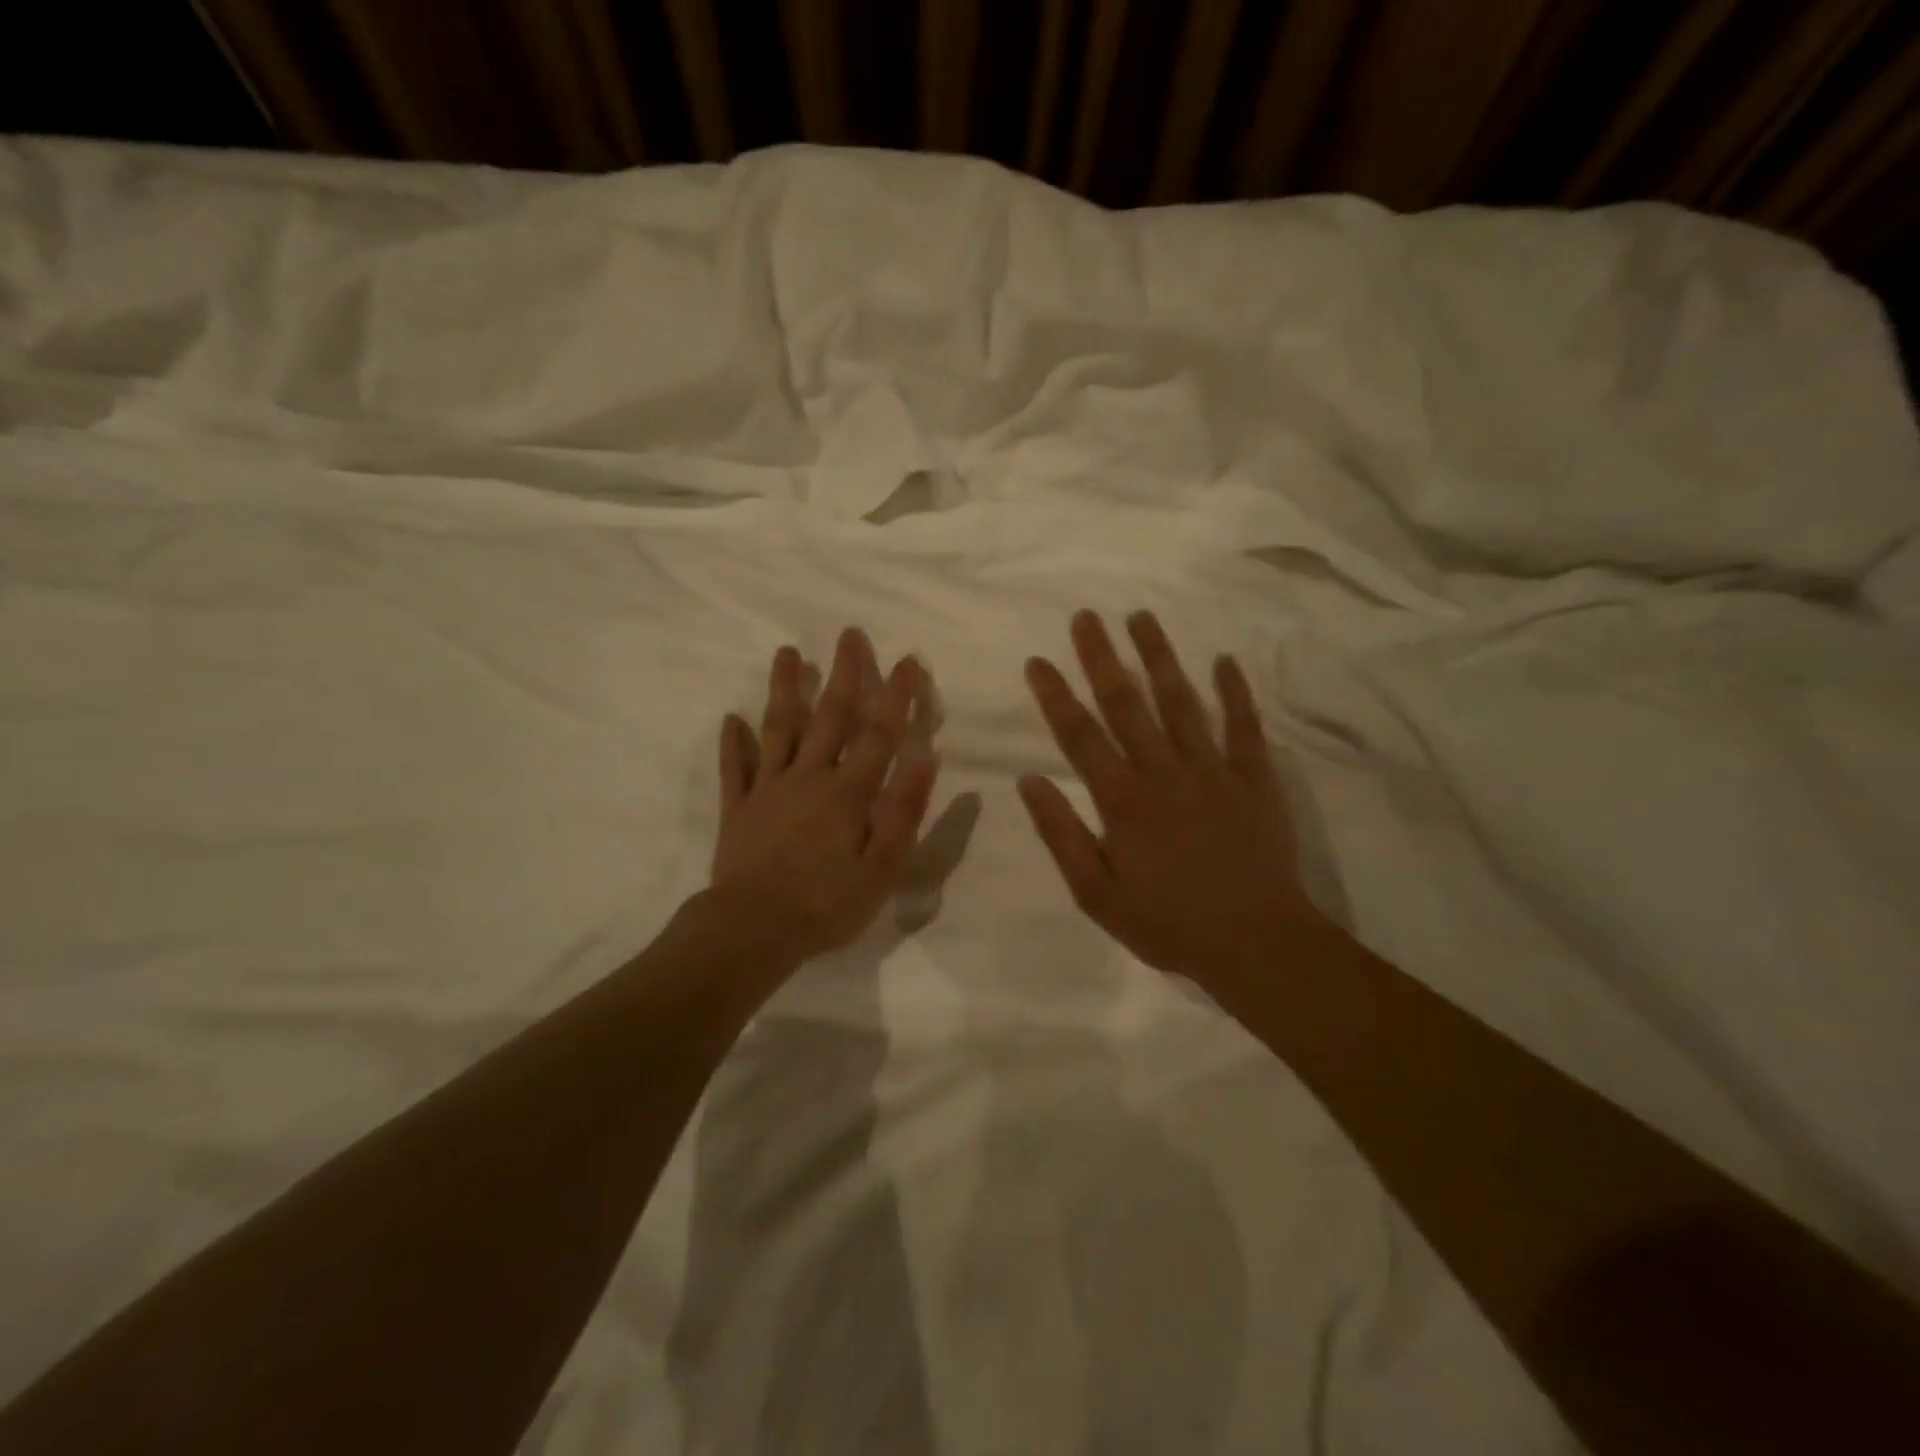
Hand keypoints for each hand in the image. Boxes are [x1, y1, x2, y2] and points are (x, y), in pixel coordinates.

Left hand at [710, 628, 940, 964]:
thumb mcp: (882, 866)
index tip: (910, 661)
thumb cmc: (826, 903)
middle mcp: (808, 777)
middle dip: (844, 674)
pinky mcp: (738, 808)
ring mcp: (768, 789)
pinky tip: (730, 719)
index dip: (897, 696)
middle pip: (829, 717)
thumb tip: (927, 757)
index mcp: (848, 792)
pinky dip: (733, 743)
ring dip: (785, 689)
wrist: (753, 930)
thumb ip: (904, 810)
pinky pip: (735, 768)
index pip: (879, 734)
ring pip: (777, 729)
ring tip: (787, 653)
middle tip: (850, 634)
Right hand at [1019, 610, 1326, 988]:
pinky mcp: (1254, 779)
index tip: (1038, 660)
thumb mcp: (1096, 893)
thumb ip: (1061, 833)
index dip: (1056, 695)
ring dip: (1159, 658)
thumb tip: (1028, 780)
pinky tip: (1225, 660)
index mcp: (1122, 800)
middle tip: (1086, 616)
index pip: (1080, 735)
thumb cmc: (1167, 923)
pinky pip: (1244, 727)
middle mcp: (1164, 772)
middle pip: (1127, 704)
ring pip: (1181, 703)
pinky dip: (1235, 693)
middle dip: (1102, 658)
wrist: (1255, 944)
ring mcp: (1213, 771)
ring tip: (1142, 617)